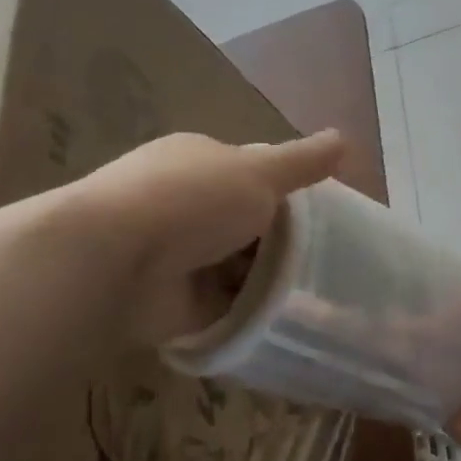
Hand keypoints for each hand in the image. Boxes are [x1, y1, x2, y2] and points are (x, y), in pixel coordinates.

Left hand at [83, 129, 344, 344]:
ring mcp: (182, 256)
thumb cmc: (190, 201)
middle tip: (332, 263)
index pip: (252, 173)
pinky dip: (254, 313)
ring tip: (322, 298)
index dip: (288, 193)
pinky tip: (291, 322)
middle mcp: (187, 206)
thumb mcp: (257, 172)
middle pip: (249, 224)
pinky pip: (229, 306)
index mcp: (199, 163)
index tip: (327, 216)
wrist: (116, 263)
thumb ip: (300, 163)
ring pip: (241, 268)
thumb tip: (344, 137)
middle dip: (283, 243)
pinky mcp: (180, 302)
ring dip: (271, 280)